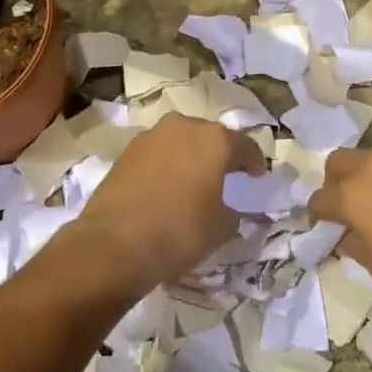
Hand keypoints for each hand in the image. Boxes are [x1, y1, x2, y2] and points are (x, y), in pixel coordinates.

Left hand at [72, 114, 263, 293]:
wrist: (114, 244)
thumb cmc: (179, 231)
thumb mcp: (219, 229)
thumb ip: (232, 214)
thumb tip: (230, 211)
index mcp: (215, 140)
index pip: (245, 146)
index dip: (254, 162)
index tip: (257, 176)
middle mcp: (184, 126)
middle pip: (210, 137)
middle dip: (219, 154)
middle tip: (225, 175)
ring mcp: (151, 136)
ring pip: (180, 141)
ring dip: (189, 157)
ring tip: (192, 181)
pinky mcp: (126, 151)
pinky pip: (157, 154)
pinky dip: (166, 166)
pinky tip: (165, 187)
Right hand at [309, 146, 371, 321]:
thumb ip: (356, 246)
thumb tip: (347, 235)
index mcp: (352, 196)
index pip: (319, 200)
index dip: (318, 216)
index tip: (325, 228)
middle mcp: (371, 166)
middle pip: (338, 163)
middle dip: (335, 183)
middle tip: (349, 209)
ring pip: (369, 158)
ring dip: (366, 176)